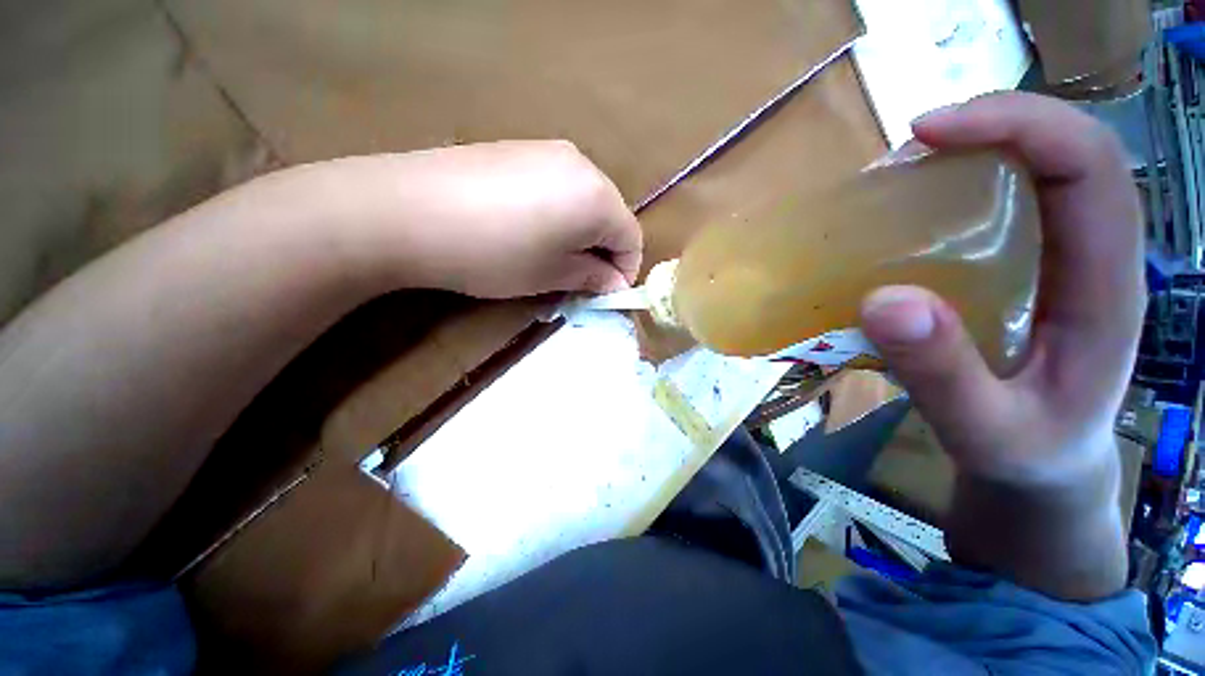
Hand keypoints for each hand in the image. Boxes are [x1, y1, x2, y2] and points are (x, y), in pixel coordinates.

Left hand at [328, 140, 642, 297]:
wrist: (408, 210)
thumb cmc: (494, 253)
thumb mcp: (551, 275)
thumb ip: (592, 276)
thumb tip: (614, 282)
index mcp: (598, 197)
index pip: (632, 238)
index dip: (625, 270)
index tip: (607, 292)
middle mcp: (582, 164)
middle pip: (611, 215)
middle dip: (603, 251)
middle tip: (580, 278)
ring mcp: (549, 151)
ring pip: (584, 200)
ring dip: (580, 233)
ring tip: (552, 256)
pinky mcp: (520, 149)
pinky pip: (557, 186)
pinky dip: (558, 213)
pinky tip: (528, 229)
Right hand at [859, 92, 1143, 488]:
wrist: (1044, 467)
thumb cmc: (1026, 453)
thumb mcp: (984, 430)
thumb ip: (941, 374)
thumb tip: (884, 300)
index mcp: (1104, 286)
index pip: (1090, 165)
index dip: (1019, 125)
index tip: (929, 132)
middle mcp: (1089, 255)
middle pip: (1063, 151)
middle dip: (990, 126)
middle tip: (907, 149)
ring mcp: (1058, 260)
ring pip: (1032, 172)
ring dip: (967, 155)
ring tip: (899, 176)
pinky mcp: (1026, 271)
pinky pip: (1000, 209)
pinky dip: (952, 194)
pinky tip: (907, 217)